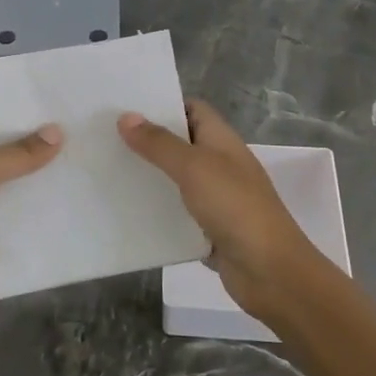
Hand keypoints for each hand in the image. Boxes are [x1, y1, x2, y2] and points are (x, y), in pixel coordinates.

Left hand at [0, 118, 62, 322]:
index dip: (7, 108)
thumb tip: (58, 132)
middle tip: (69, 122)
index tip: (43, 97)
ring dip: (34, 172)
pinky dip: (34, 201)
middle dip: (28, 140)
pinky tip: (66, 188)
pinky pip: (15, 208)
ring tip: (76, 150)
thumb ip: (20, 152)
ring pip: (8, 178)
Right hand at [119, 98, 323, 325]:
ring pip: (175, 179)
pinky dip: (156, 210)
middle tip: (105, 137)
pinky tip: (126, 210)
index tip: (125, 107)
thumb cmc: (235, 207)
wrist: (270, 271)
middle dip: (147, 140)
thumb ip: (160, 143)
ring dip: (148, 176)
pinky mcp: (208, 229)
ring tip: (107, 169)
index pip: (192, 109)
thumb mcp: (194, 167)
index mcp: (222, 140)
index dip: (163, 104)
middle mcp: (219, 164)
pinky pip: (176, 213)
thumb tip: (126, 116)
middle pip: (180, 143)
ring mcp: (215, 198)